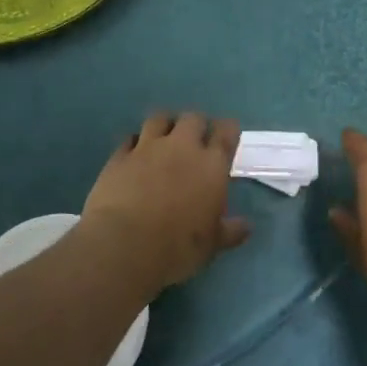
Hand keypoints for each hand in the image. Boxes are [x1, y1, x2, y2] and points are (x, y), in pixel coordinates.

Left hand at [82, 113, 251, 293]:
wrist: (124, 245)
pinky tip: (135, 154)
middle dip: (197, 125)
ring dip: (166, 125)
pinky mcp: (120, 156)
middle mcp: (181, 147)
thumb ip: (230, 231)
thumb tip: (246, 226)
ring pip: (160, 118)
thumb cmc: (177, 248)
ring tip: (165, 139)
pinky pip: (130, 139)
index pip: (226, 132)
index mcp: (211, 165)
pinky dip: (135, 143)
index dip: (228, 130)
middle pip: (193, 118)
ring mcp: (148, 147)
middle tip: (196, 140)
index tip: (227, 135)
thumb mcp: (211, 245)